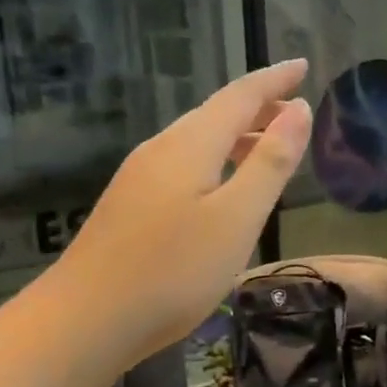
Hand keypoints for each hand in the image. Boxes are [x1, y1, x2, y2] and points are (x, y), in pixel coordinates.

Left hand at [63, 60, 311, 366]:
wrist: (83, 320)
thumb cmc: (173, 270)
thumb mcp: (237, 217)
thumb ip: (270, 162)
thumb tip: (298, 110)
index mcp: (190, 144)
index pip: (240, 95)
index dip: (274, 79)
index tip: (302, 66)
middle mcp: (161, 149)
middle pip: (216, 113)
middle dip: (258, 106)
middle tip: (295, 111)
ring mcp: (140, 177)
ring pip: (197, 139)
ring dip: (237, 135)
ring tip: (268, 148)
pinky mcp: (130, 204)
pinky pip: (183, 163)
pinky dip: (216, 159)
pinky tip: (221, 186)